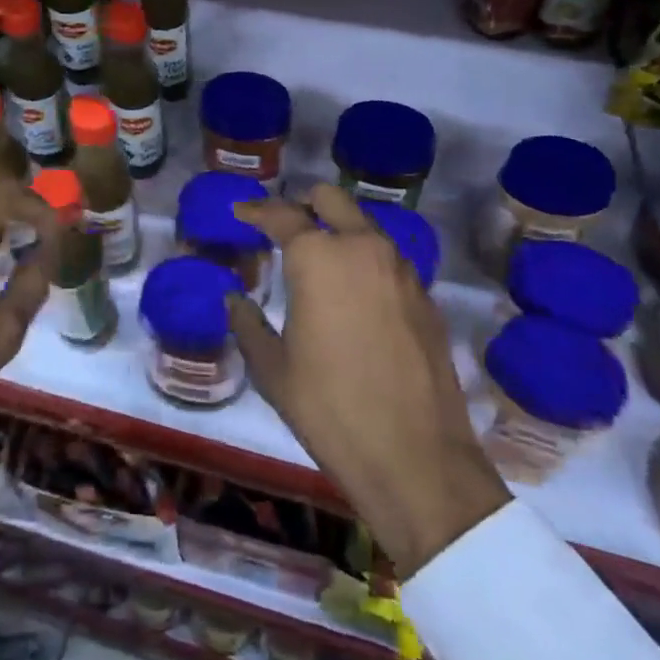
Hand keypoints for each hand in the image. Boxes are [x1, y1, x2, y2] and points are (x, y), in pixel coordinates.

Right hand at [231, 185, 509, 574]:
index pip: (281, 215)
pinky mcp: (425, 296)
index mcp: (318, 257)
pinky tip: (353, 294)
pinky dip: (364, 260)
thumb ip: (248, 324)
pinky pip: (387, 258)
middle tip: (283, 227)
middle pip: (331, 199)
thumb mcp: (273, 370)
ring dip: (338, 230)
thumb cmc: (331, 409)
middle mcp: (362, 248)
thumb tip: (234, 299)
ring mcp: (401, 270)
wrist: (418, 460)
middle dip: (303, 204)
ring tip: (317, 260)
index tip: (241, 213)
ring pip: (364, 225)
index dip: (256, 211)